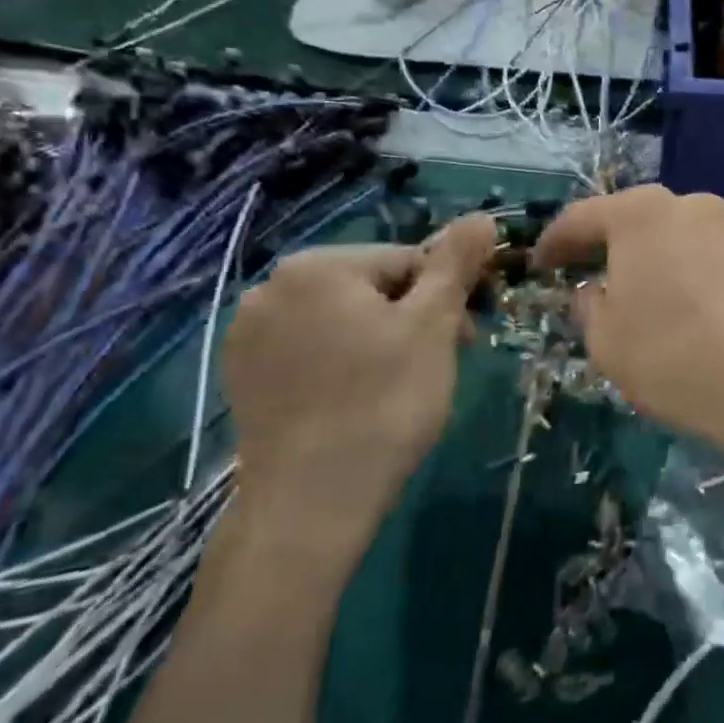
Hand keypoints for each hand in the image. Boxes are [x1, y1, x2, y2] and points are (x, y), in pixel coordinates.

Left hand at [221, 215, 495, 558]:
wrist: (309, 506)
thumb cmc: (383, 404)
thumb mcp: (433, 326)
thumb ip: (455, 265)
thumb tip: (481, 216)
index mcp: (318, 265)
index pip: (407, 261)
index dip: (446, 296)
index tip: (469, 338)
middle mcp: (272, 287)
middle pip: (371, 288)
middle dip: (412, 319)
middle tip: (437, 367)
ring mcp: (249, 334)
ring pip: (341, 320)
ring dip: (379, 341)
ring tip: (398, 388)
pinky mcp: (243, 376)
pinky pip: (309, 351)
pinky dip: (340, 365)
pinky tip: (354, 401)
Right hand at [531, 187, 723, 456]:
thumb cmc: (676, 356)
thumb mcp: (607, 342)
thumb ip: (590, 307)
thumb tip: (598, 290)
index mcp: (640, 213)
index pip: (581, 218)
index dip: (554, 243)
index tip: (539, 266)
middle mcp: (687, 204)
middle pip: (632, 220)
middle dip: (604, 247)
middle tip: (583, 277)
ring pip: (671, 238)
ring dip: (647, 261)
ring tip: (634, 298)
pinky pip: (702, 257)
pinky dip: (681, 274)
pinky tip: (680, 309)